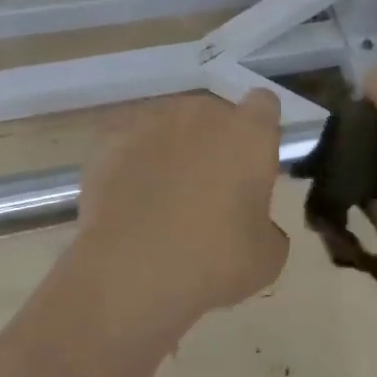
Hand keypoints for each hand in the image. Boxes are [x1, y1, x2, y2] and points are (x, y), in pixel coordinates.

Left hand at [73, 90, 288, 328]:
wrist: (129, 272)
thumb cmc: (212, 261)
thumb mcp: (266, 257)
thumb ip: (267, 225)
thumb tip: (253, 223)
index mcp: (248, 134)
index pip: (264, 104)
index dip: (261, 130)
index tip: (256, 161)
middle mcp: (201, 115)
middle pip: (214, 115)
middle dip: (215, 142)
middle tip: (211, 190)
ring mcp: (151, 124)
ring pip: (171, 128)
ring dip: (173, 151)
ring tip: (164, 198)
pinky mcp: (110, 142)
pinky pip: (132, 147)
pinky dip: (134, 166)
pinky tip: (130, 204)